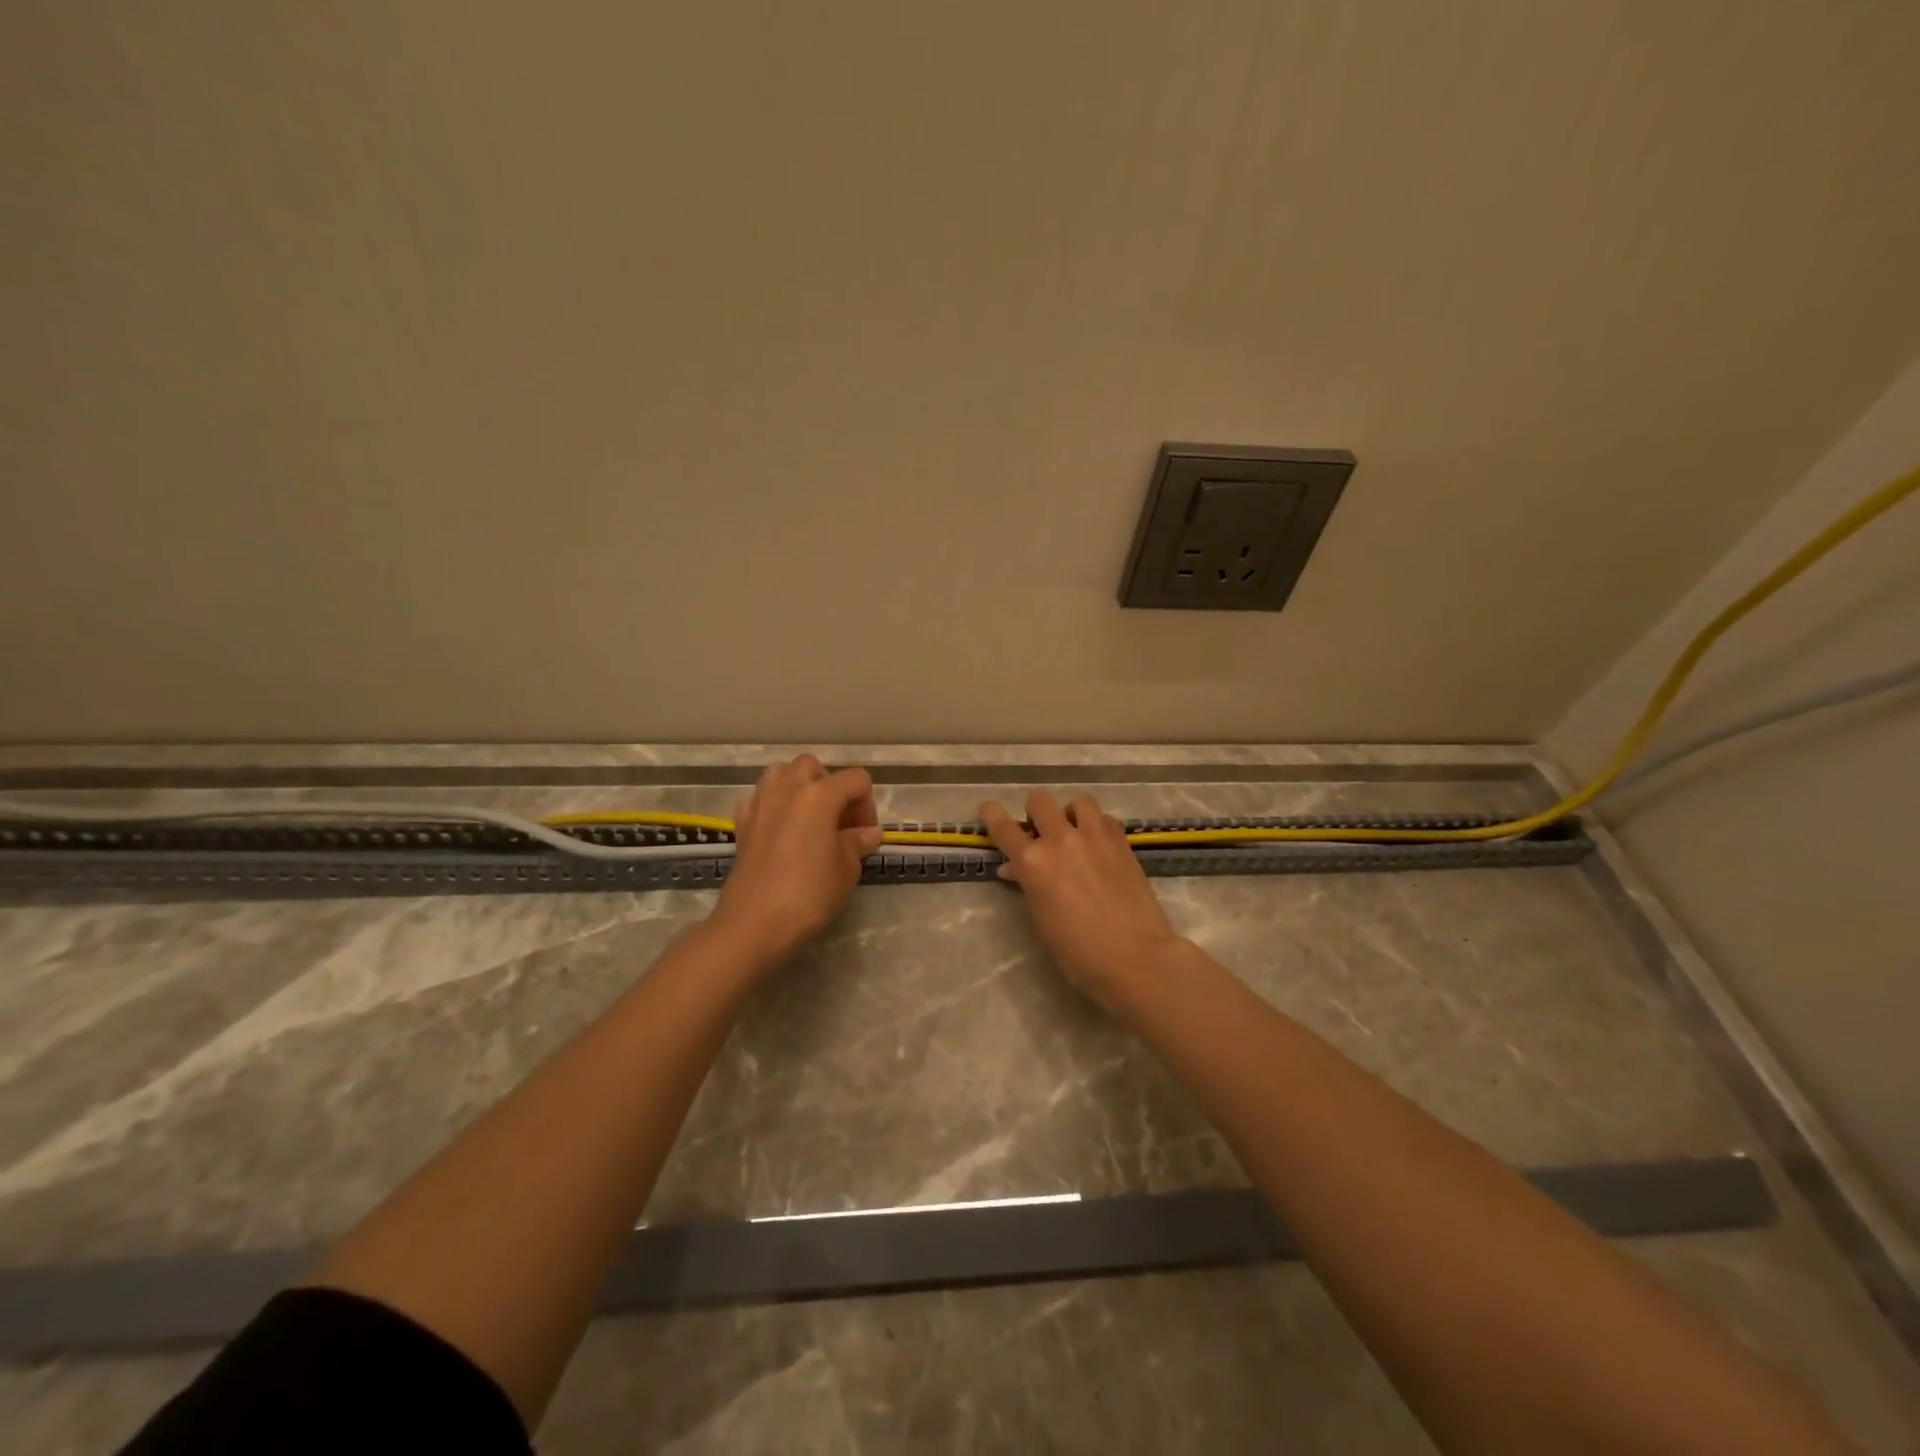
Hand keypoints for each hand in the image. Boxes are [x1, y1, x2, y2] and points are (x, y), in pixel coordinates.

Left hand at [711, 754, 884, 966]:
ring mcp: (760, 802)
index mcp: (820, 794)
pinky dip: (773, 805)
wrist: (755, 921)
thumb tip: (868, 833)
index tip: (865, 835)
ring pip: (782, 774)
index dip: (867, 804)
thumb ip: (858, 842)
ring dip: (799, 788)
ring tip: (809, 820)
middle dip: (831, 787)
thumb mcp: (846, 868)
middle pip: (814, 767)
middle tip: (838, 821)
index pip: (856, 780)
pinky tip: (781, 831)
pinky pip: (760, 798)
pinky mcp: (742, 821)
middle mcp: (788, 788)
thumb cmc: (809, 892)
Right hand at [978, 790, 1185, 1011]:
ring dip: (1070, 813)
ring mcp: (1095, 837)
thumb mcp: (1042, 921)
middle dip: (1035, 814)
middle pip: (1039, 802)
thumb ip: (1028, 886)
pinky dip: (1097, 826)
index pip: (1003, 826)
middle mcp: (1061, 840)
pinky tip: (1099, 846)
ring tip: (1074, 833)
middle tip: (1040, 834)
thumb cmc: (1079, 953)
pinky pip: (1104, 818)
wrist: (1135, 958)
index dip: (991, 814)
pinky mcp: (1122, 842)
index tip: (987, 810)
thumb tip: (1016, 869)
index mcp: (1033, 863)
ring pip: (1077, 800)